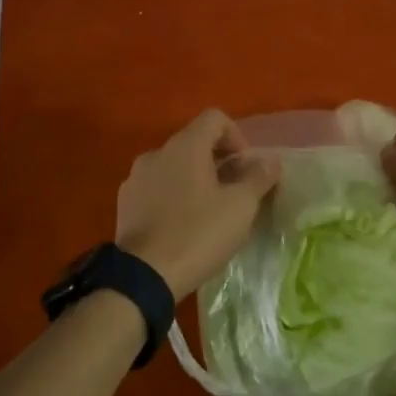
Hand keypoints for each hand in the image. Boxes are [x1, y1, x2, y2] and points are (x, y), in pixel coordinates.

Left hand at [115, 110, 279, 298]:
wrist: (143, 277)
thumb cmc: (198, 234)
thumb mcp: (240, 207)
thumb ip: (258, 178)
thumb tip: (270, 161)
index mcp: (185, 146)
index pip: (215, 118)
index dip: (237, 137)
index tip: (247, 169)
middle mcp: (157, 153)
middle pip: (195, 142)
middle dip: (219, 162)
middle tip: (235, 194)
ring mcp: (136, 178)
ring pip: (174, 166)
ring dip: (195, 180)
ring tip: (209, 213)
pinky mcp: (125, 203)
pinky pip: (157, 188)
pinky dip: (174, 197)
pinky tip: (183, 227)